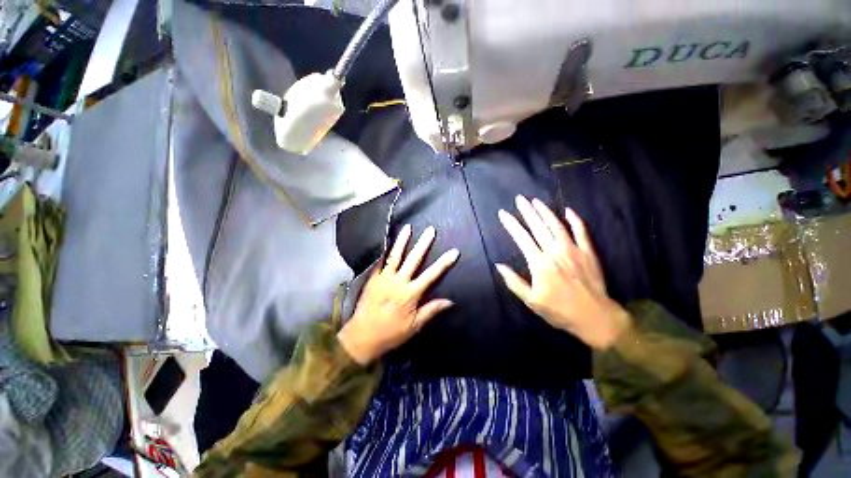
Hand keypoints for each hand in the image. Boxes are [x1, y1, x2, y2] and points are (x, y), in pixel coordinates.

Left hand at [338, 225, 459, 364]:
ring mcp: (384, 278)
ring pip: (395, 255)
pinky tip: (388, 242)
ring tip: (408, 228)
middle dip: (423, 244)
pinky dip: (385, 251)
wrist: (362, 336)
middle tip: (431, 230)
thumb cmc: (391, 332)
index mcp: (410, 294)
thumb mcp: (415, 326)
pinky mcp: (373, 278)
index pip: (431, 275)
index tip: (453, 252)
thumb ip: (431, 310)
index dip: (444, 263)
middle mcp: (398, 282)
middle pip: (413, 259)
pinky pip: (380, 261)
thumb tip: (450, 301)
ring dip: (402, 241)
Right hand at [495, 196, 629, 349]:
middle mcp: (555, 252)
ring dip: (546, 211)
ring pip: (557, 225)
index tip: (503, 213)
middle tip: (519, 199)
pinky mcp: (588, 252)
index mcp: (539, 263)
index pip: (522, 238)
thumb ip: (513, 282)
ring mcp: (573, 250)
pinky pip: (581, 232)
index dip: (511, 224)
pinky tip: (568, 210)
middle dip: (527, 211)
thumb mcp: (531, 301)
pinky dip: (575, 220)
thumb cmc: (559, 311)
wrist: (595, 318)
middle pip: (538, 226)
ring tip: (536, 201)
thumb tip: (498, 265)